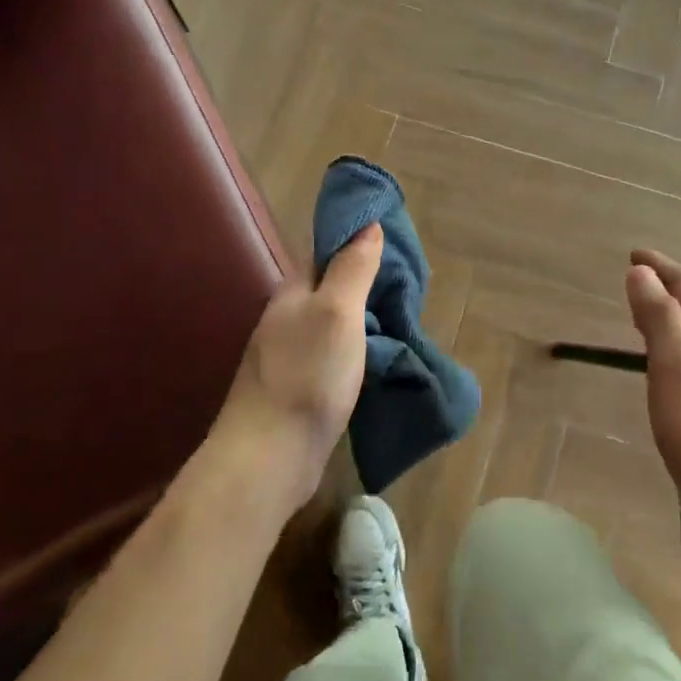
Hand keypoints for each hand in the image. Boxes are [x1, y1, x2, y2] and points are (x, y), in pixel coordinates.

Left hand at [208, 225, 382, 519]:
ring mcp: (290, 357)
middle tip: (410, 289)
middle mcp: (287, 319)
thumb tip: (367, 225)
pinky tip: (379, 361)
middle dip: (366, 285)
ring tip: (403, 322)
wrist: (271, 456)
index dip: (358, 244)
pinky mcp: (299, 389)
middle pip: (331, 290)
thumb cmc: (307, 375)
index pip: (326, 253)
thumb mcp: (337, 312)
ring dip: (364, 321)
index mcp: (293, 293)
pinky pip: (334, 357)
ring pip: (333, 325)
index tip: (395, 246)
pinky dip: (358, 352)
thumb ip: (352, 268)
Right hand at [624, 249, 680, 516]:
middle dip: (667, 289)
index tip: (634, 254)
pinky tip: (665, 369)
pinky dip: (675, 348)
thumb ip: (659, 317)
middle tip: (637, 282)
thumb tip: (642, 273)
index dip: (661, 267)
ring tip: (645, 317)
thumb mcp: (674, 365)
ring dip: (671, 319)